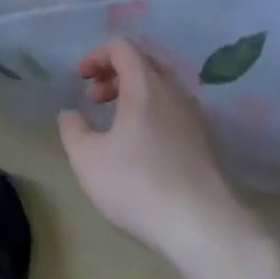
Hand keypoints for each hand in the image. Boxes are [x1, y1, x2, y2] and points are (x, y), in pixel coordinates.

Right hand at [58, 38, 251, 260]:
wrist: (208, 231)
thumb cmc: (140, 187)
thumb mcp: (88, 159)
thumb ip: (72, 130)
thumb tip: (70, 114)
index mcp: (146, 85)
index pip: (122, 47)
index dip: (97, 55)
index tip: (81, 78)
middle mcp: (174, 93)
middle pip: (144, 63)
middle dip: (114, 73)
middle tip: (95, 98)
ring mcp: (196, 118)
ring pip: (162, 88)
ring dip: (134, 95)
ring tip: (115, 124)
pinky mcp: (208, 144)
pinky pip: (175, 111)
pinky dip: (153, 113)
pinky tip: (142, 147)